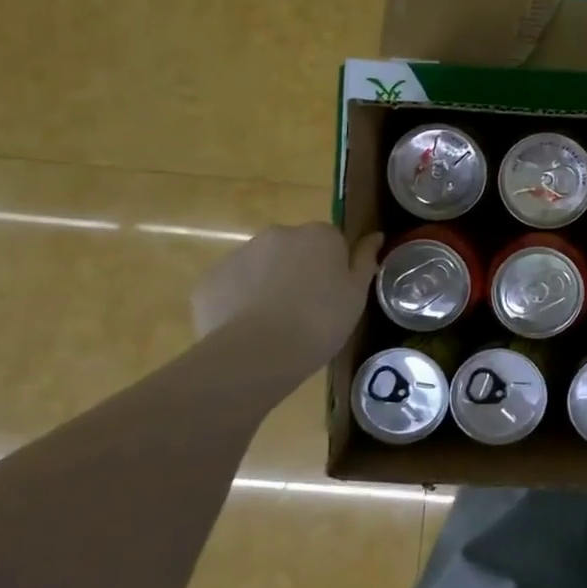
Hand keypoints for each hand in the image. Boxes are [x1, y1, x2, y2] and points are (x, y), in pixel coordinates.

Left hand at [192, 224, 381, 368]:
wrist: (257, 354)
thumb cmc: (320, 322)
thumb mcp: (356, 295)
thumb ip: (365, 260)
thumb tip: (375, 235)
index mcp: (318, 234)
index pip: (331, 241)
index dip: (333, 267)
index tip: (334, 295)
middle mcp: (278, 233)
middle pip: (294, 249)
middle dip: (298, 271)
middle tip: (306, 309)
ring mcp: (239, 254)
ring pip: (261, 266)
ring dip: (268, 284)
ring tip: (274, 323)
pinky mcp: (211, 280)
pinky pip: (232, 286)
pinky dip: (239, 301)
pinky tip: (247, 329)